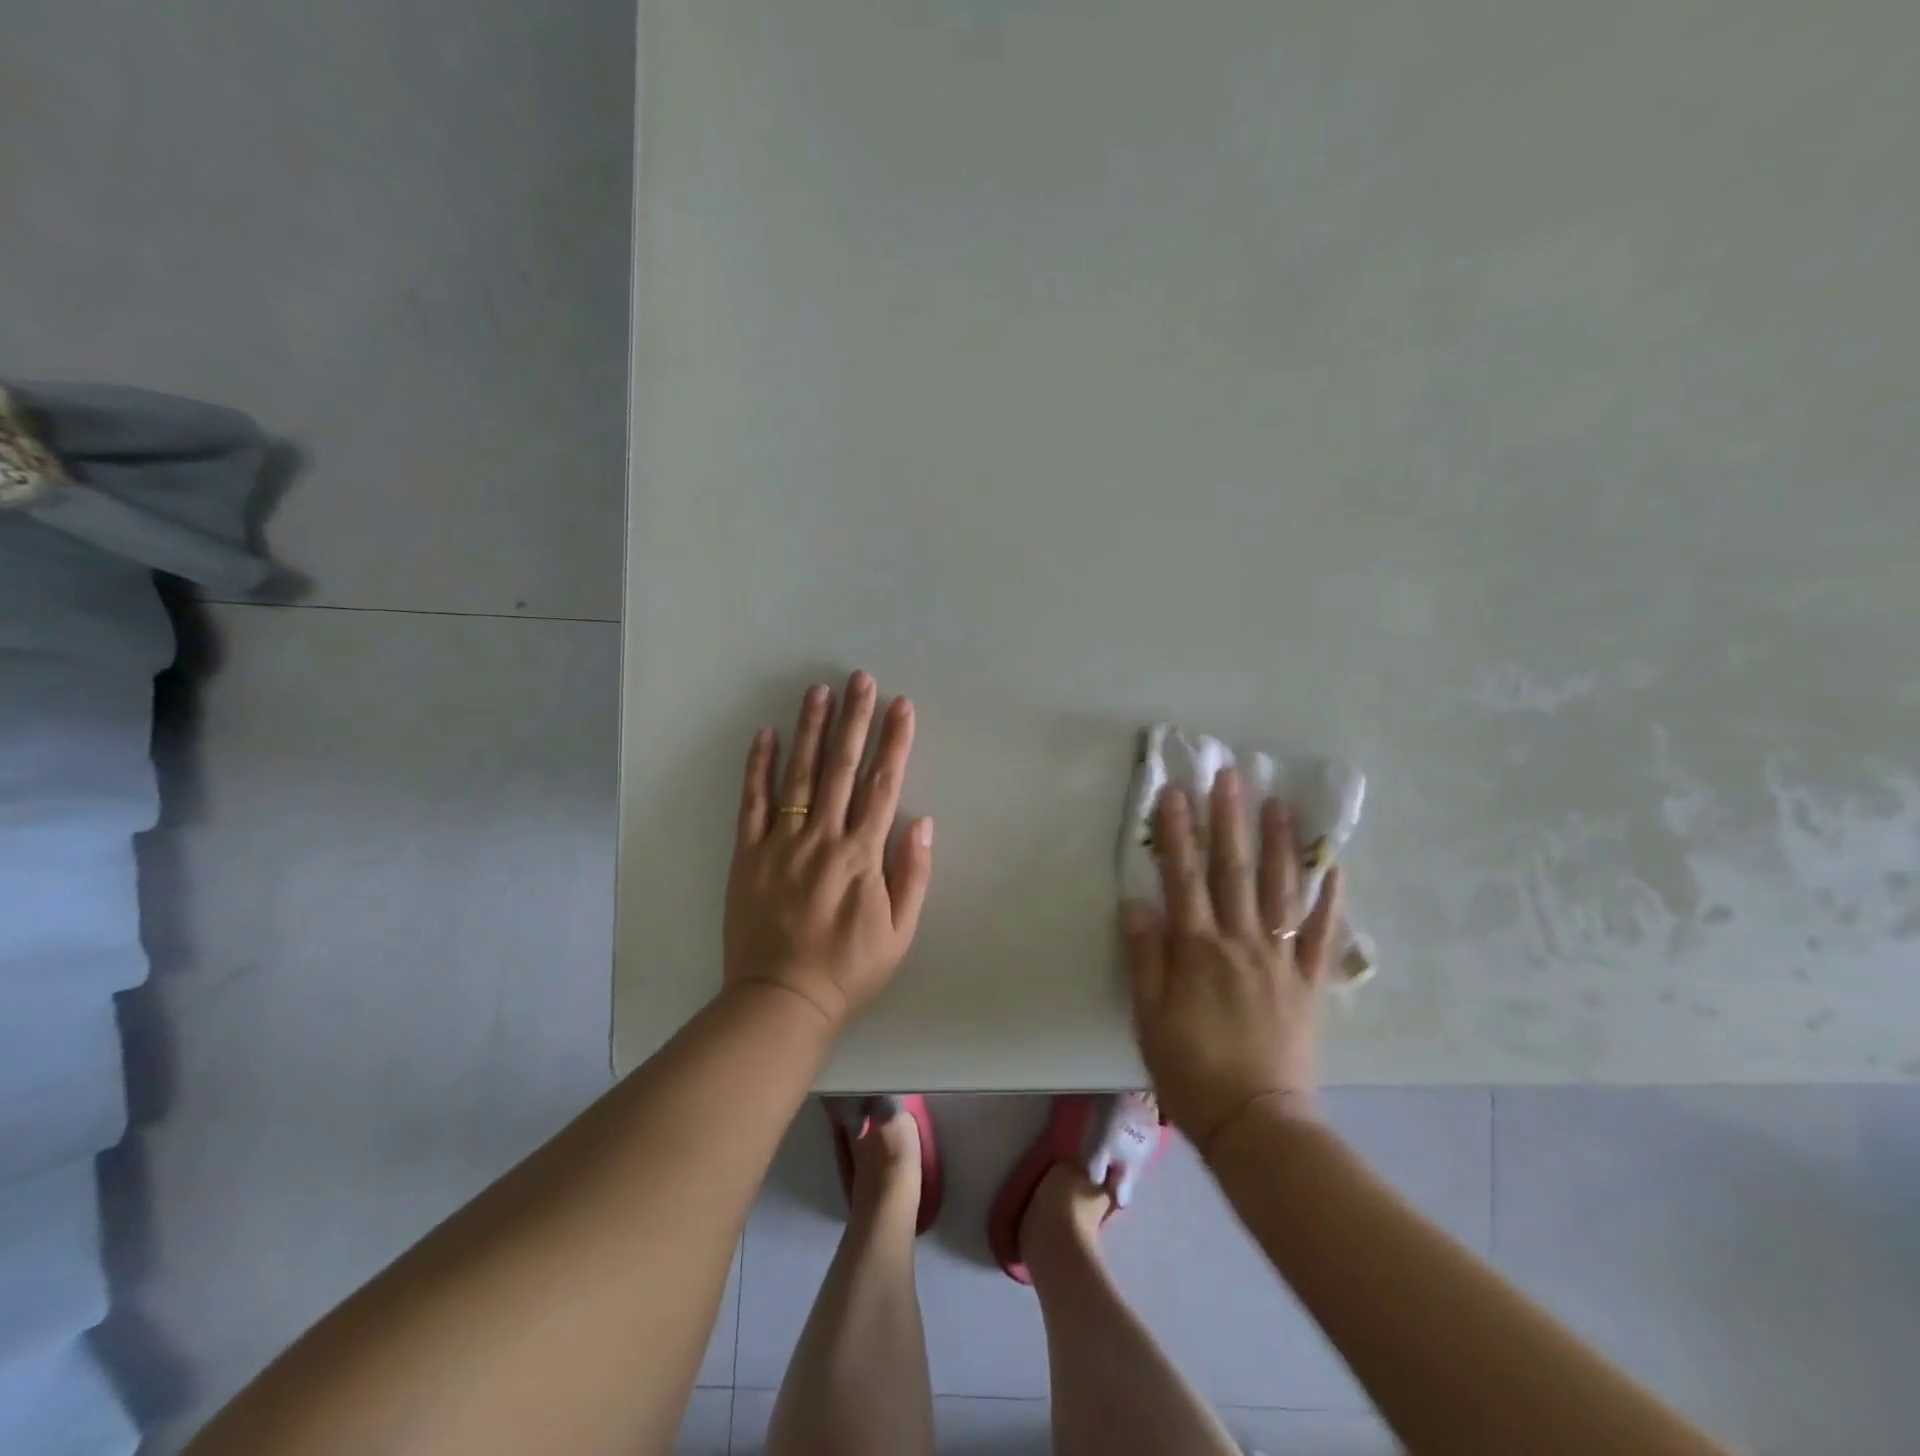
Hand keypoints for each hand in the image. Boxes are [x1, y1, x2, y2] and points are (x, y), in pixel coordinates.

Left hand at [723, 672, 934, 1030]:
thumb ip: (912, 876)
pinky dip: (758, 767)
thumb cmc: (849, 969)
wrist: (782, 1001)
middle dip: (854, 719)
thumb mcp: (899, 933)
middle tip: (859, 679)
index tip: (901, 705)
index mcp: (862, 855)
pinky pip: (752, 803)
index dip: (894, 741)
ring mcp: (781, 843)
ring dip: (810, 730)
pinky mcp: (748, 854)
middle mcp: (822, 838)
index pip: (883, 785)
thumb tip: (923, 822)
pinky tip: (765, 734)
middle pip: (842, 767)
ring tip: (818, 691)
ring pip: (799, 774)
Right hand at [1123, 769, 1343, 1153]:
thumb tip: (1136, 902)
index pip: (1183, 877)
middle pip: (1233, 871)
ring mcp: (1281, 960)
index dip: (1177, 834)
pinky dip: (1330, 899)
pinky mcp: (1310, 983)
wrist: (1256, 1123)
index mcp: (1197, 950)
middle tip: (1231, 776)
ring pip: (1280, 890)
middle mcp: (1240, 942)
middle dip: (1229, 820)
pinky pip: (1323, 934)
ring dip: (1279, 844)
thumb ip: (1144, 956)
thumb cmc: (1190, 1070)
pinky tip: (1333, 866)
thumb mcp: (1148, 1016)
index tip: (1176, 793)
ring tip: (1279, 803)